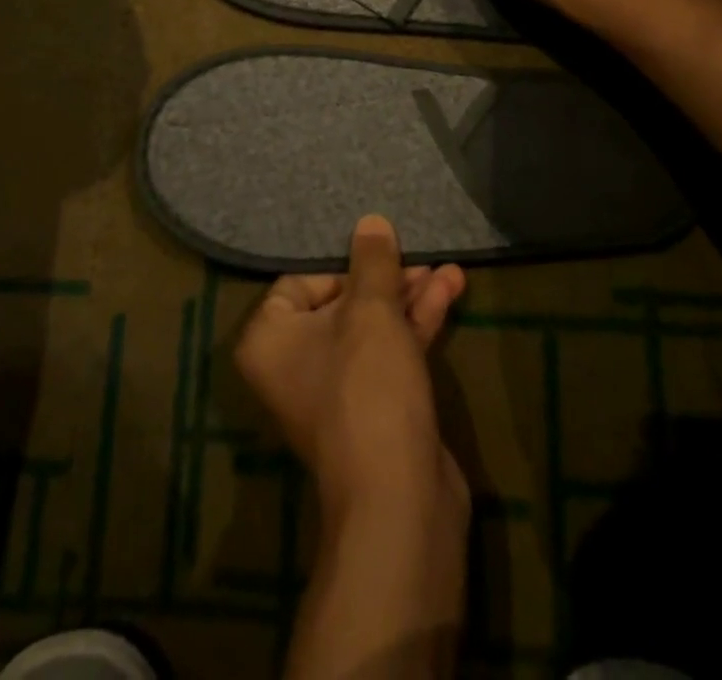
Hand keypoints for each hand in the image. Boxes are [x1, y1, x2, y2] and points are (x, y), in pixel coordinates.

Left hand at [234, 215, 468, 525]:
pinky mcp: (375, 408)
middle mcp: (294, 363)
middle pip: (342, 302)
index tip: (378, 256)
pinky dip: (417, 325)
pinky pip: (392, 352)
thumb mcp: (371, 312)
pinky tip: (450, 292)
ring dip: (410, 298)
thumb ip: (372, 262)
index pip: (299, 282)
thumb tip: (370, 222)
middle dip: (387, 279)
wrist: (399, 499)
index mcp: (270, 339)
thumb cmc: (367, 387)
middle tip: (421, 257)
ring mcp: (337, 389)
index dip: (342, 266)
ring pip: (373, 328)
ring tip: (451, 269)